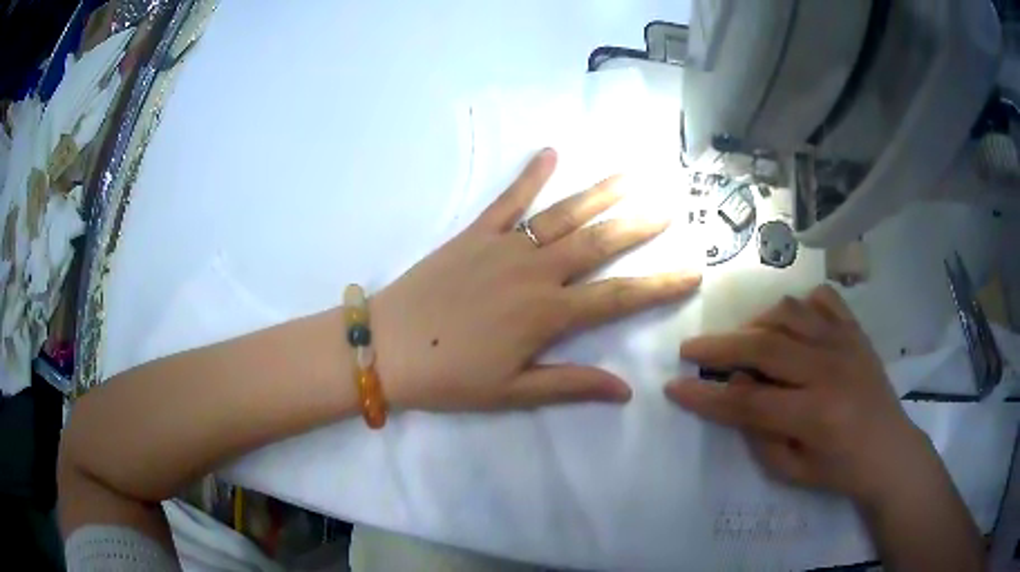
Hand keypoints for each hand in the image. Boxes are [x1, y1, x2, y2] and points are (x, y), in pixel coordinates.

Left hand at [372, 149, 700, 410]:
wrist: (386, 347)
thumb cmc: (448, 377)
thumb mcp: (513, 392)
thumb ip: (571, 385)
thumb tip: (627, 391)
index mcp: (547, 315)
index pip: (619, 298)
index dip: (660, 286)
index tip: (693, 271)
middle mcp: (534, 272)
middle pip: (599, 244)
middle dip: (640, 225)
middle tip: (671, 205)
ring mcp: (503, 247)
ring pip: (563, 214)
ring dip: (601, 193)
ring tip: (633, 175)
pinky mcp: (474, 233)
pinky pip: (508, 200)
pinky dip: (530, 174)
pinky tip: (550, 152)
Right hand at [665, 285, 932, 506]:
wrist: (890, 450)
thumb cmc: (839, 470)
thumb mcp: (791, 471)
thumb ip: (759, 433)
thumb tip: (735, 389)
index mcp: (816, 415)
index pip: (748, 401)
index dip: (706, 395)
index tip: (674, 386)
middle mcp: (830, 371)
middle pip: (764, 346)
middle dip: (720, 346)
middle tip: (691, 349)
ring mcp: (846, 343)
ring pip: (789, 313)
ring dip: (755, 324)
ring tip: (742, 341)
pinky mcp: (855, 331)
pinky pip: (822, 300)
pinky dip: (798, 305)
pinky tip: (788, 324)